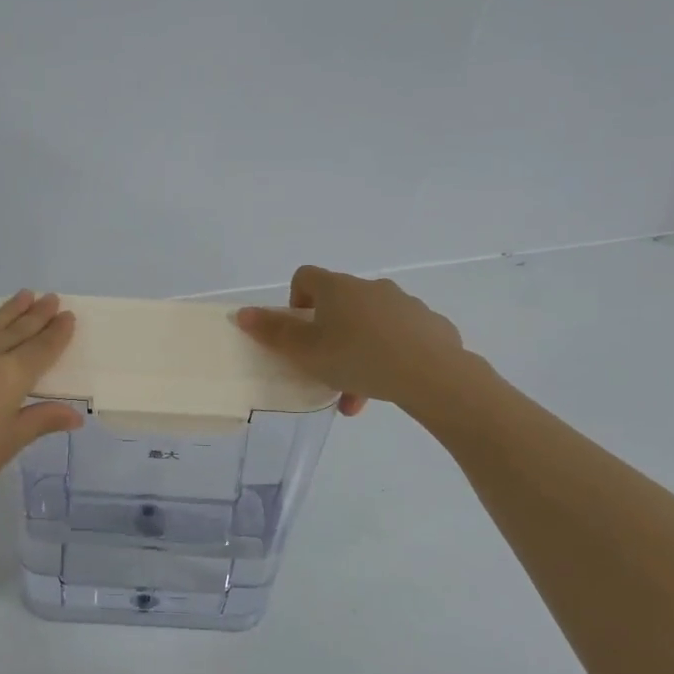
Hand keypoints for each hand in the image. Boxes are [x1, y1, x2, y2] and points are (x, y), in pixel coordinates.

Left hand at [0, 291, 84, 520]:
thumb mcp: (7, 444)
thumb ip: (40, 421)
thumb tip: (74, 414)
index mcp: (9, 376)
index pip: (41, 348)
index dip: (56, 333)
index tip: (68, 315)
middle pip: (15, 330)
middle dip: (35, 314)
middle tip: (50, 296)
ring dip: (8, 313)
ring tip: (22, 297)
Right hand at [235, 266, 468, 414]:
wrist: (432, 374)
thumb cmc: (358, 358)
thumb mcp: (306, 352)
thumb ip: (273, 333)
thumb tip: (241, 312)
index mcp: (338, 288)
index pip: (306, 277)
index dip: (295, 301)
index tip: (299, 332)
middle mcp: (371, 287)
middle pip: (339, 306)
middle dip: (329, 339)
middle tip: (325, 372)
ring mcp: (404, 304)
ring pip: (370, 326)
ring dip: (358, 354)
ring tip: (356, 396)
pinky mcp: (430, 325)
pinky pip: (401, 337)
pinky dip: (390, 356)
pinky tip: (391, 385)